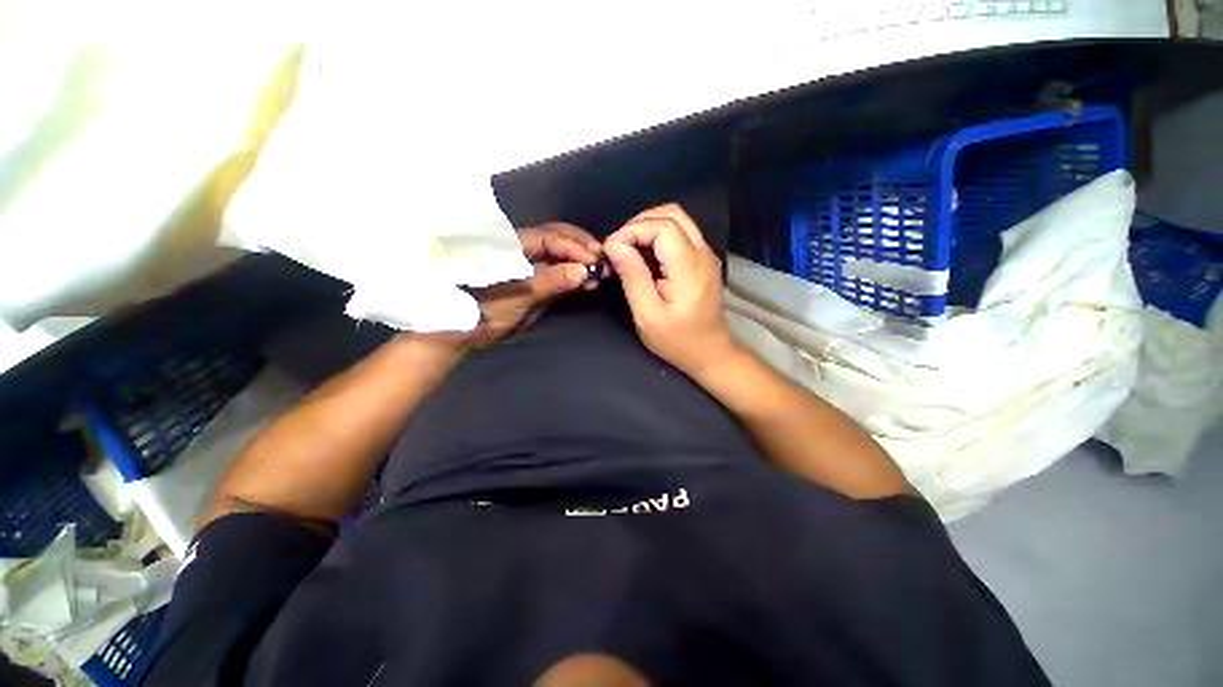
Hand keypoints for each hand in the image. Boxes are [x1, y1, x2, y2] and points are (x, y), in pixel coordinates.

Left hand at [463, 222, 601, 345]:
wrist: (469, 333)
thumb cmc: (486, 310)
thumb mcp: (519, 294)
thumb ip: (551, 280)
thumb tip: (584, 270)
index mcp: (513, 244)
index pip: (550, 237)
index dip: (574, 246)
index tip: (595, 259)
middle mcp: (524, 249)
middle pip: (557, 237)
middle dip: (582, 247)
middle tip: (603, 261)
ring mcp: (531, 265)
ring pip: (561, 254)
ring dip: (581, 261)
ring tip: (599, 273)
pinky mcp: (537, 282)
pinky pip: (560, 272)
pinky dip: (575, 276)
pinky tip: (588, 282)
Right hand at [604, 204, 738, 375]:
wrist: (711, 353)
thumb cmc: (678, 341)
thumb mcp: (647, 315)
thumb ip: (632, 277)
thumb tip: (614, 245)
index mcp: (689, 268)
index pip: (661, 226)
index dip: (632, 230)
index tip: (611, 249)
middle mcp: (703, 253)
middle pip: (672, 214)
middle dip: (639, 223)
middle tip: (619, 246)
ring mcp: (707, 255)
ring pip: (678, 219)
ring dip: (649, 226)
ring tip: (628, 248)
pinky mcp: (704, 260)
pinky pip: (682, 233)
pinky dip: (659, 234)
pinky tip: (645, 254)